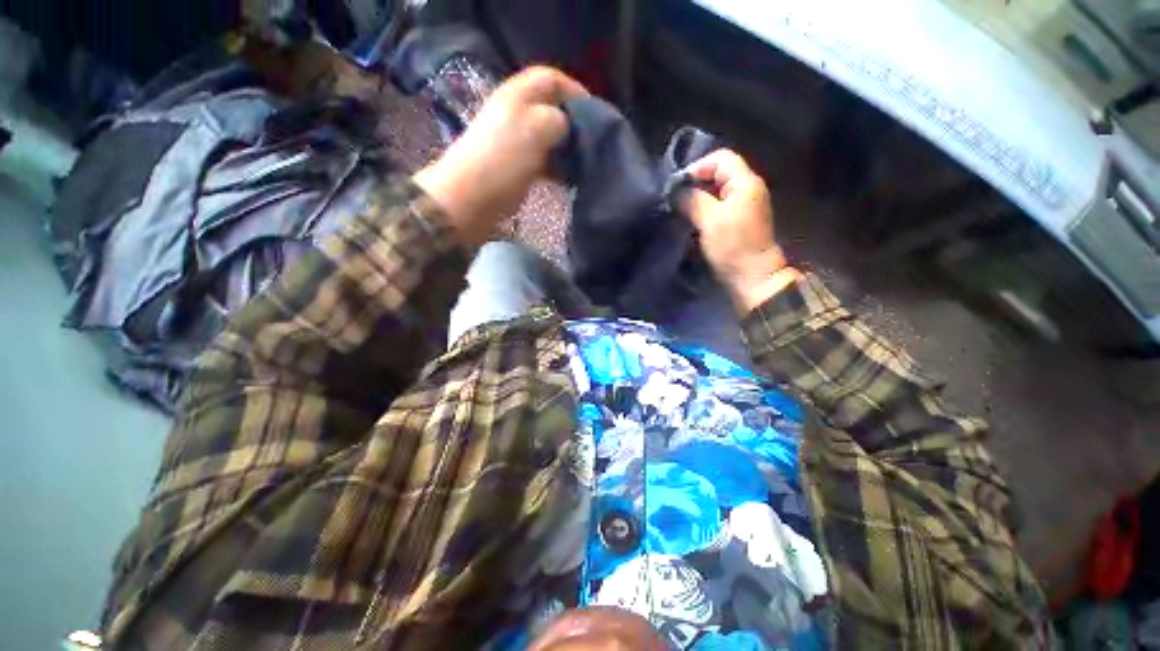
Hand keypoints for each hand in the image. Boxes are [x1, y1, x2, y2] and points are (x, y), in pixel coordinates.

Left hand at [414, 67, 587, 246]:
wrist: (472, 197)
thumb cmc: (504, 158)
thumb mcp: (538, 128)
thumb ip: (561, 120)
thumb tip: (568, 128)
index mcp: (518, 95)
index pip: (551, 79)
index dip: (575, 91)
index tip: (595, 115)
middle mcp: (516, 114)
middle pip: (552, 110)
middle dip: (573, 125)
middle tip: (591, 144)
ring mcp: (515, 142)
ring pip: (549, 139)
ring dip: (566, 150)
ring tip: (583, 165)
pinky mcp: (516, 167)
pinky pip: (543, 161)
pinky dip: (557, 168)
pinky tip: (567, 180)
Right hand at [681, 149, 801, 312]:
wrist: (753, 276)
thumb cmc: (732, 247)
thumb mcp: (709, 220)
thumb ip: (693, 200)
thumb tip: (677, 190)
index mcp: (745, 182)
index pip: (720, 158)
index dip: (698, 167)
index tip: (679, 187)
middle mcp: (748, 188)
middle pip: (719, 172)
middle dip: (696, 183)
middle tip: (677, 199)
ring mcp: (745, 204)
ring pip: (718, 190)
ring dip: (699, 197)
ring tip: (681, 209)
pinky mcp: (739, 219)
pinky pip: (720, 204)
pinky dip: (705, 208)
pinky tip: (693, 219)